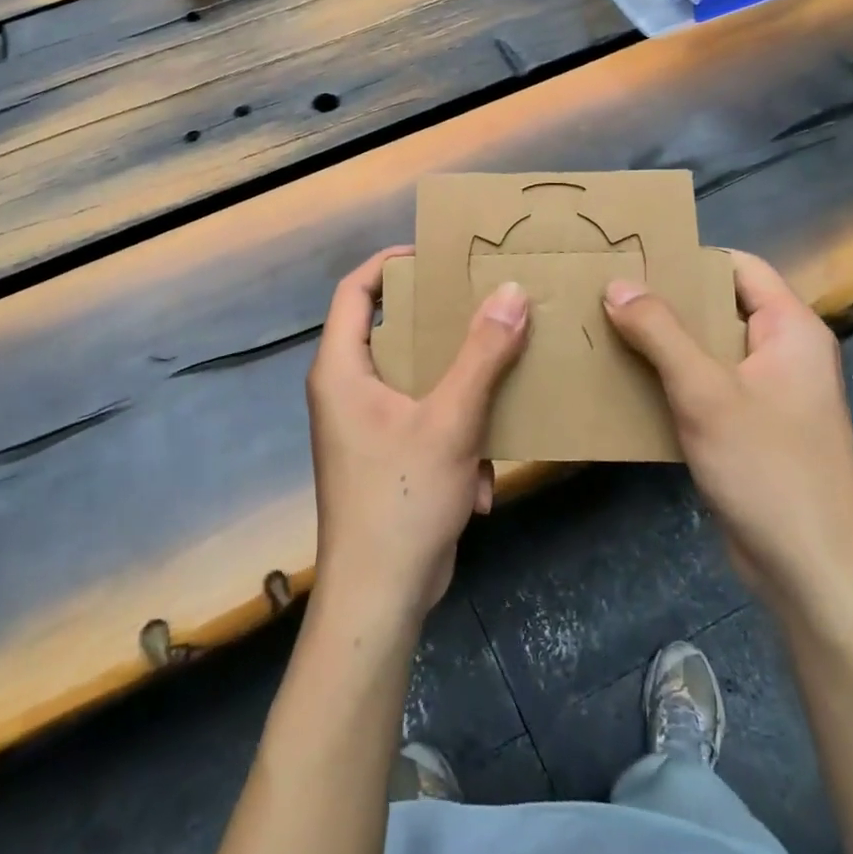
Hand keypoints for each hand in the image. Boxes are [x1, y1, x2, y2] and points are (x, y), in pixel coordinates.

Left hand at [305, 247, 528, 623]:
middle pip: (391, 332)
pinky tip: (478, 480)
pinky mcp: (385, 458)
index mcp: (341, 369)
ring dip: (459, 394)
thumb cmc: (403, 498)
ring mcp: (365, 427)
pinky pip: (424, 424)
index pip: (355, 291)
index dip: (389, 264)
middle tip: (483, 306)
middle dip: (440, 326)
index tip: (435, 255)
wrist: (379, 598)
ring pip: (416, 381)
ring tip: (498, 389)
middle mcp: (346, 390)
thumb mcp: (451, 420)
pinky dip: (454, 442)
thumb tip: (511, 292)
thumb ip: (483, 354)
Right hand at [603, 251, 852, 617]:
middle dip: (666, 302)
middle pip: (720, 307)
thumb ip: (660, 332)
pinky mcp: (753, 428)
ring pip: (709, 350)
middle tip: (606, 293)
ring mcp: (770, 393)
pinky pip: (708, 387)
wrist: (811, 571)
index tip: (633, 257)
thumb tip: (616, 283)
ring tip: (606, 331)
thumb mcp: (705, 392)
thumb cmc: (767, 467)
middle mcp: (785, 353)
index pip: (739, 267)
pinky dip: (672, 380)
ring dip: (663, 343)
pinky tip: (628, 383)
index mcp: (791, 329)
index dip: (689, 258)